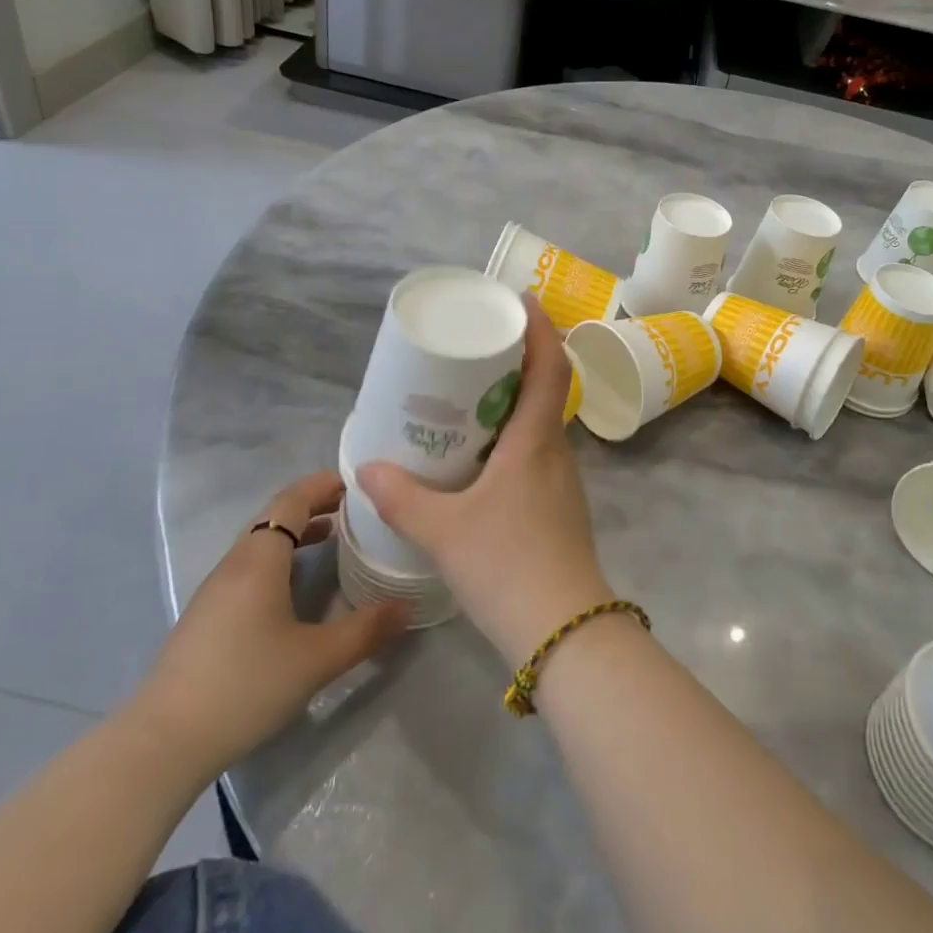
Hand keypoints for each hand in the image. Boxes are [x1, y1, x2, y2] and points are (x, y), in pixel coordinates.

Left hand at [129, 472, 407, 778]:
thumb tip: (408, 607)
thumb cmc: (245, 685)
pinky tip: (295, 589)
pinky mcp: (205, 618)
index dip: (322, 485)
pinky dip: (279, 559)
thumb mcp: (317, 659)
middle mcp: (234, 564)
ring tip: (332, 541)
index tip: (356, 482)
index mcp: (259, 559)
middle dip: (314, 506)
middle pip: (274, 517)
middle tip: (354, 510)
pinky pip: (249, 568)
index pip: (291, 501)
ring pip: (260, 544)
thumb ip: (366, 629)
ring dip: (296, 534)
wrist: (162, 744)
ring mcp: (215, 592)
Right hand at [357, 299, 613, 661]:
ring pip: (539, 424)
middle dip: (516, 361)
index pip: (549, 367)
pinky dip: (510, 437)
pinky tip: (479, 458)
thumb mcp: (444, 530)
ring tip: (468, 399)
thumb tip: (368, 468)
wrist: (564, 631)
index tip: (521, 301)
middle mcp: (555, 451)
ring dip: (512, 401)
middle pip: (544, 389)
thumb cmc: (508, 565)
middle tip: (475, 350)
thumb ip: (403, 498)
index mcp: (535, 441)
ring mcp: (561, 481)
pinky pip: (534, 453)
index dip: (540, 328)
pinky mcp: (558, 506)